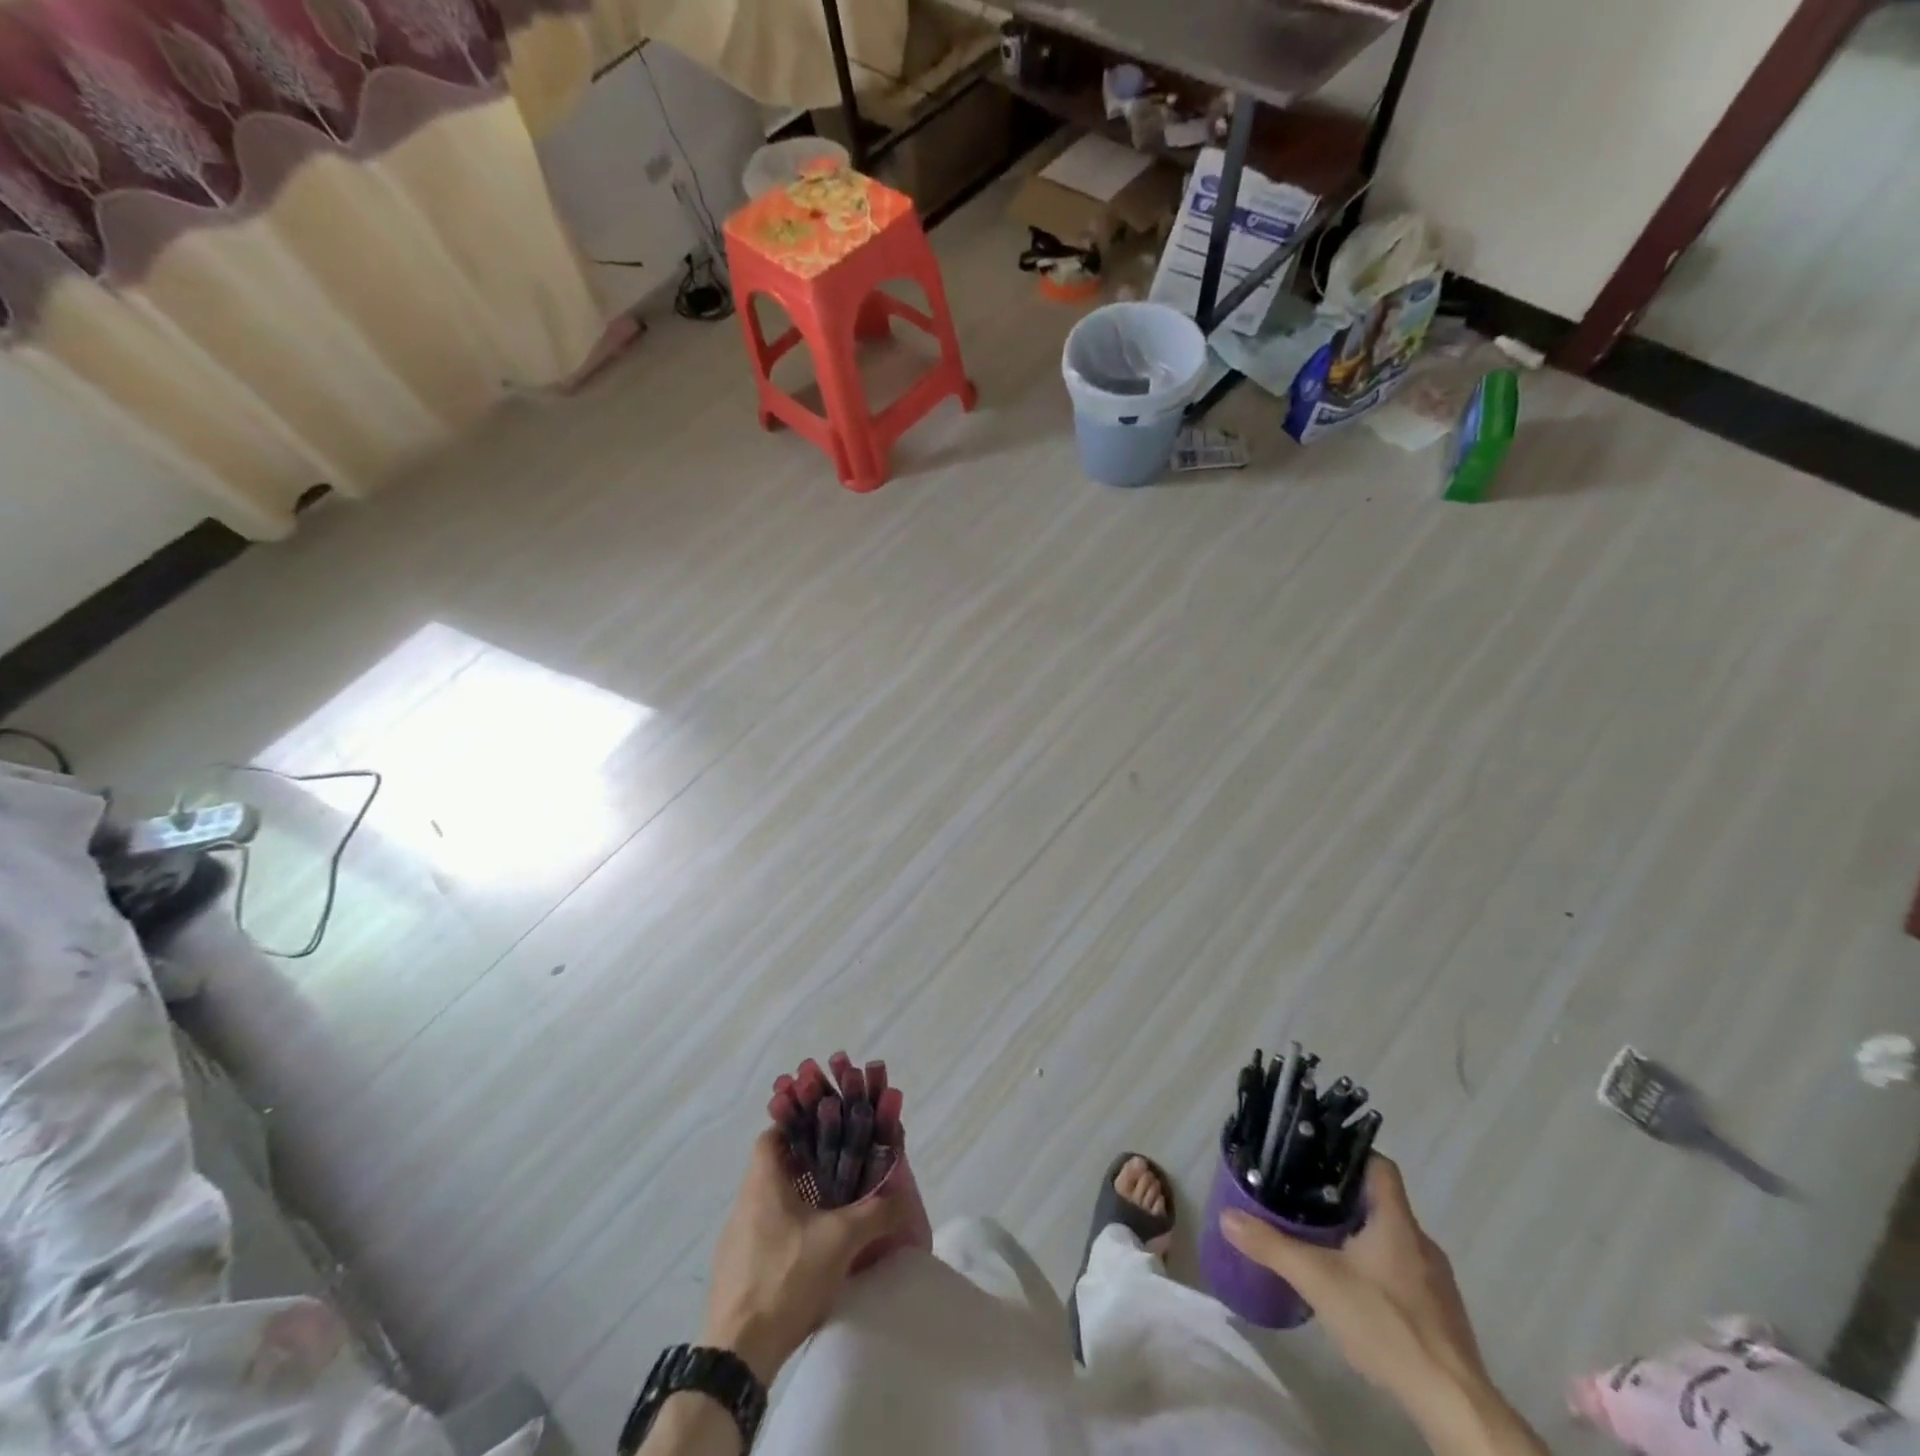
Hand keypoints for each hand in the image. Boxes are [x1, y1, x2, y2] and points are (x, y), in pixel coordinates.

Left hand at [702, 1129, 904, 1385]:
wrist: (738, 1354)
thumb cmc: (787, 1278)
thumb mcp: (841, 1240)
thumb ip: (876, 1212)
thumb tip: (903, 1196)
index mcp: (763, 1182)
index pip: (773, 1134)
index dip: (797, 1126)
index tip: (825, 1131)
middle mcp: (744, 1203)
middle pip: (773, 1167)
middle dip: (805, 1165)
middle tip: (839, 1169)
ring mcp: (735, 1239)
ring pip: (769, 1202)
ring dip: (796, 1200)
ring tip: (830, 1210)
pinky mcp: (734, 1271)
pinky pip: (763, 1234)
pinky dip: (786, 1232)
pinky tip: (809, 1252)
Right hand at [1221, 1156, 1543, 1455]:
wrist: (1454, 1404)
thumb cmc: (1387, 1324)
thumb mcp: (1318, 1281)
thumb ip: (1272, 1246)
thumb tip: (1227, 1216)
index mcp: (1397, 1221)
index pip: (1379, 1165)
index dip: (1349, 1153)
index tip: (1316, 1156)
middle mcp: (1421, 1242)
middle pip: (1381, 1202)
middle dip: (1344, 1199)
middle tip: (1304, 1200)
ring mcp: (1436, 1281)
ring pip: (1392, 1240)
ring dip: (1360, 1237)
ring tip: (1322, 1244)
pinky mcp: (1441, 1316)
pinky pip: (1403, 1273)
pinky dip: (1378, 1271)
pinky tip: (1354, 1293)